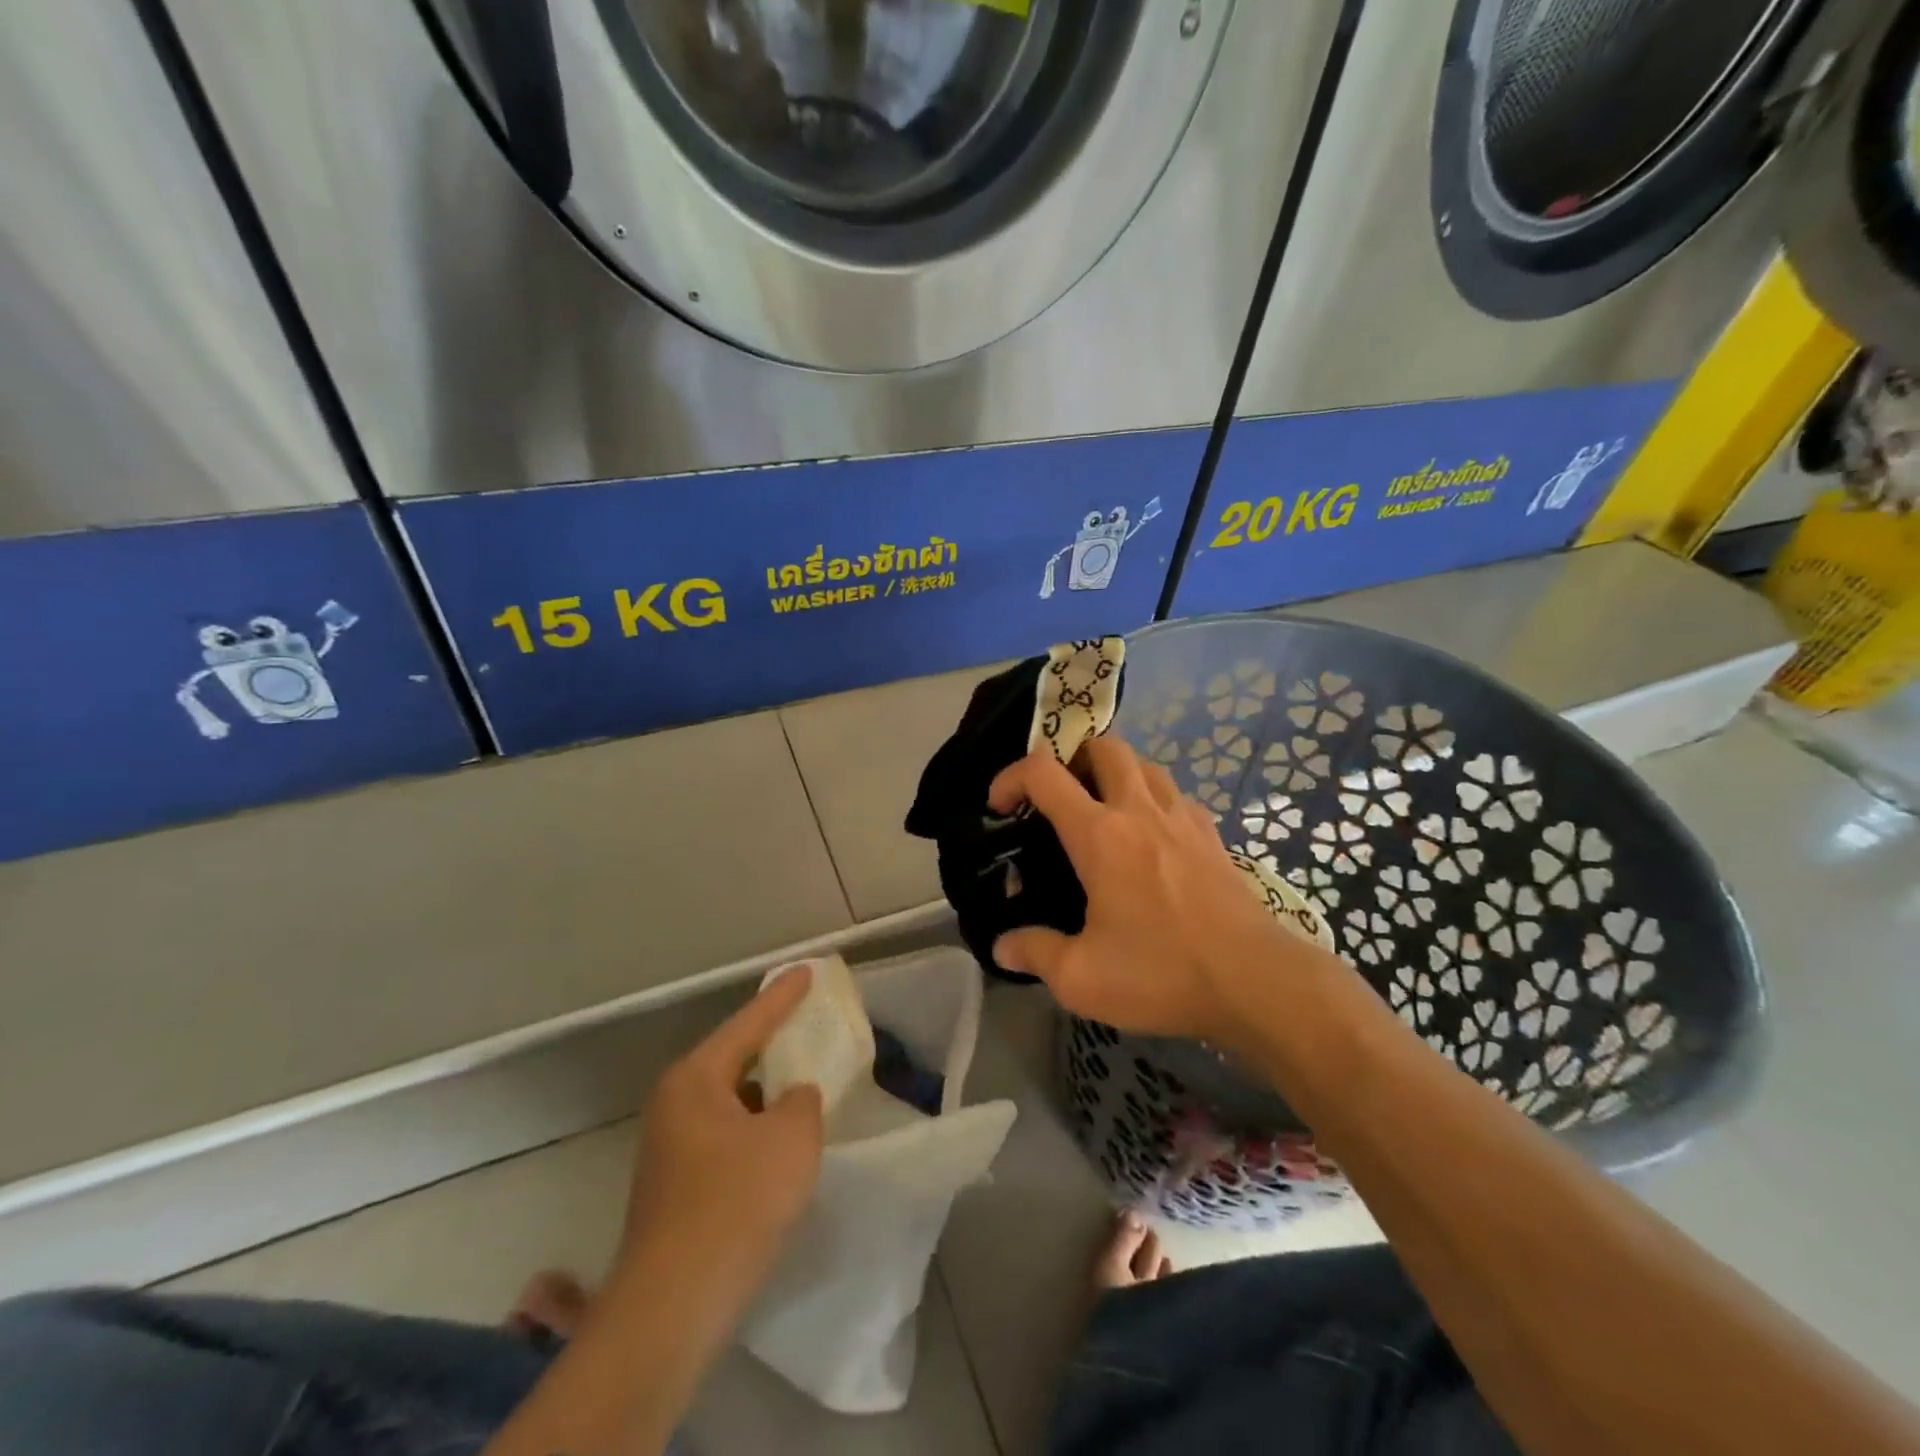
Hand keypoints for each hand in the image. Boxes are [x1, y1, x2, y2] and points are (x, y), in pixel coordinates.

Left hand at [483, 973, 825, 1455]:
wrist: (673, 1306)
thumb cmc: (736, 1203)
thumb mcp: (791, 1138)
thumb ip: (802, 1101)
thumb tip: (792, 1099)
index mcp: (695, 1079)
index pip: (748, 1023)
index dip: (783, 996)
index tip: (807, 970)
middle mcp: (674, 1103)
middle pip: (732, 1057)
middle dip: (771, 1041)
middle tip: (805, 1021)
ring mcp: (668, 1147)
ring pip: (728, 1100)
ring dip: (763, 1091)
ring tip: (799, 1081)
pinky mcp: (674, 1186)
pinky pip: (724, 1134)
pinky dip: (753, 1128)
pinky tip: (777, 1144)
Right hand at [988, 739, 1313, 1040]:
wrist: (1255, 981)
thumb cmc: (1161, 973)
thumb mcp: (1081, 977)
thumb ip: (1035, 953)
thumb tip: (1002, 945)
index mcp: (1100, 834)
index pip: (1045, 773)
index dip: (1011, 777)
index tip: (1000, 805)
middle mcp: (1140, 809)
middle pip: (1104, 746)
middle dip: (1072, 757)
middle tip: (1058, 797)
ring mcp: (1182, 817)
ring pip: (1145, 764)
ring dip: (1115, 772)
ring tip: (1101, 810)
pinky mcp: (1212, 835)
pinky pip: (1175, 795)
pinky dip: (1152, 798)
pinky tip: (1150, 838)